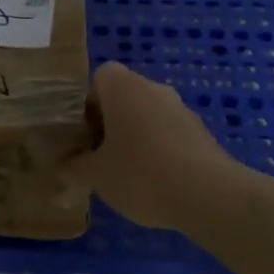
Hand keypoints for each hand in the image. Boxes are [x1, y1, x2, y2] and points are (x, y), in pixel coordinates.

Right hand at [62, 62, 240, 231]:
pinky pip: (168, 134)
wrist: (210, 196)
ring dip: (134, 137)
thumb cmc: (142, 174)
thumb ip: (75, 168)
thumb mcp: (97, 175)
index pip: (99, 77)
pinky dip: (158, 151)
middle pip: (123, 97)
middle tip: (98, 156)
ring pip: (147, 116)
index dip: (87, 103)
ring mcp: (181, 109)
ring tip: (126, 174)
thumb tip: (62, 168)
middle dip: (109, 123)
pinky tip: (155, 183)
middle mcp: (154, 88)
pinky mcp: (201, 133)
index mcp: (124, 87)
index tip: (83, 134)